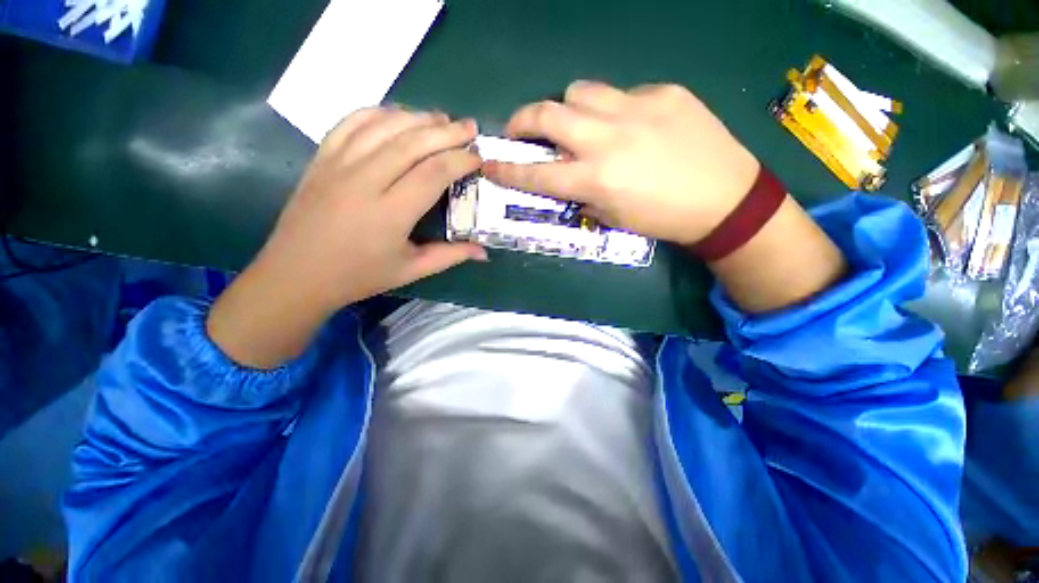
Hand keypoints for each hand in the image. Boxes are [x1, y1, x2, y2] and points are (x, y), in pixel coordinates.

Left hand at [207, 108, 485, 367]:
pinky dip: (379, 113)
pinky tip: (398, 116)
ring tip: (442, 119)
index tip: (478, 157)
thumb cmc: (359, 276)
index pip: (432, 173)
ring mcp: (338, 164)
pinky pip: (351, 122)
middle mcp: (364, 181)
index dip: (460, 160)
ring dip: (417, 117)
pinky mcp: (321, 158)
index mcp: (390, 214)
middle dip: (447, 131)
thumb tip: (485, 252)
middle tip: (470, 128)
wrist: (296, 274)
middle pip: (411, 142)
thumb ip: (450, 256)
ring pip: (383, 126)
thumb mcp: (411, 271)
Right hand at [482, 81, 760, 243]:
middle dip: (522, 120)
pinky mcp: (664, 93)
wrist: (725, 199)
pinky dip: (611, 109)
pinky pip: (621, 93)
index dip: (507, 170)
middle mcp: (607, 139)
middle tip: (520, 131)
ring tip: (577, 124)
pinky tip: (629, 125)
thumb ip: (583, 194)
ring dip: (567, 109)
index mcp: (595, 179)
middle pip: (547, 113)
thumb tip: (567, 177)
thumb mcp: (613, 218)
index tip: (489, 164)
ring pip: (579, 91)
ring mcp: (636, 108)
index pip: (536, 174)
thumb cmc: (663, 219)